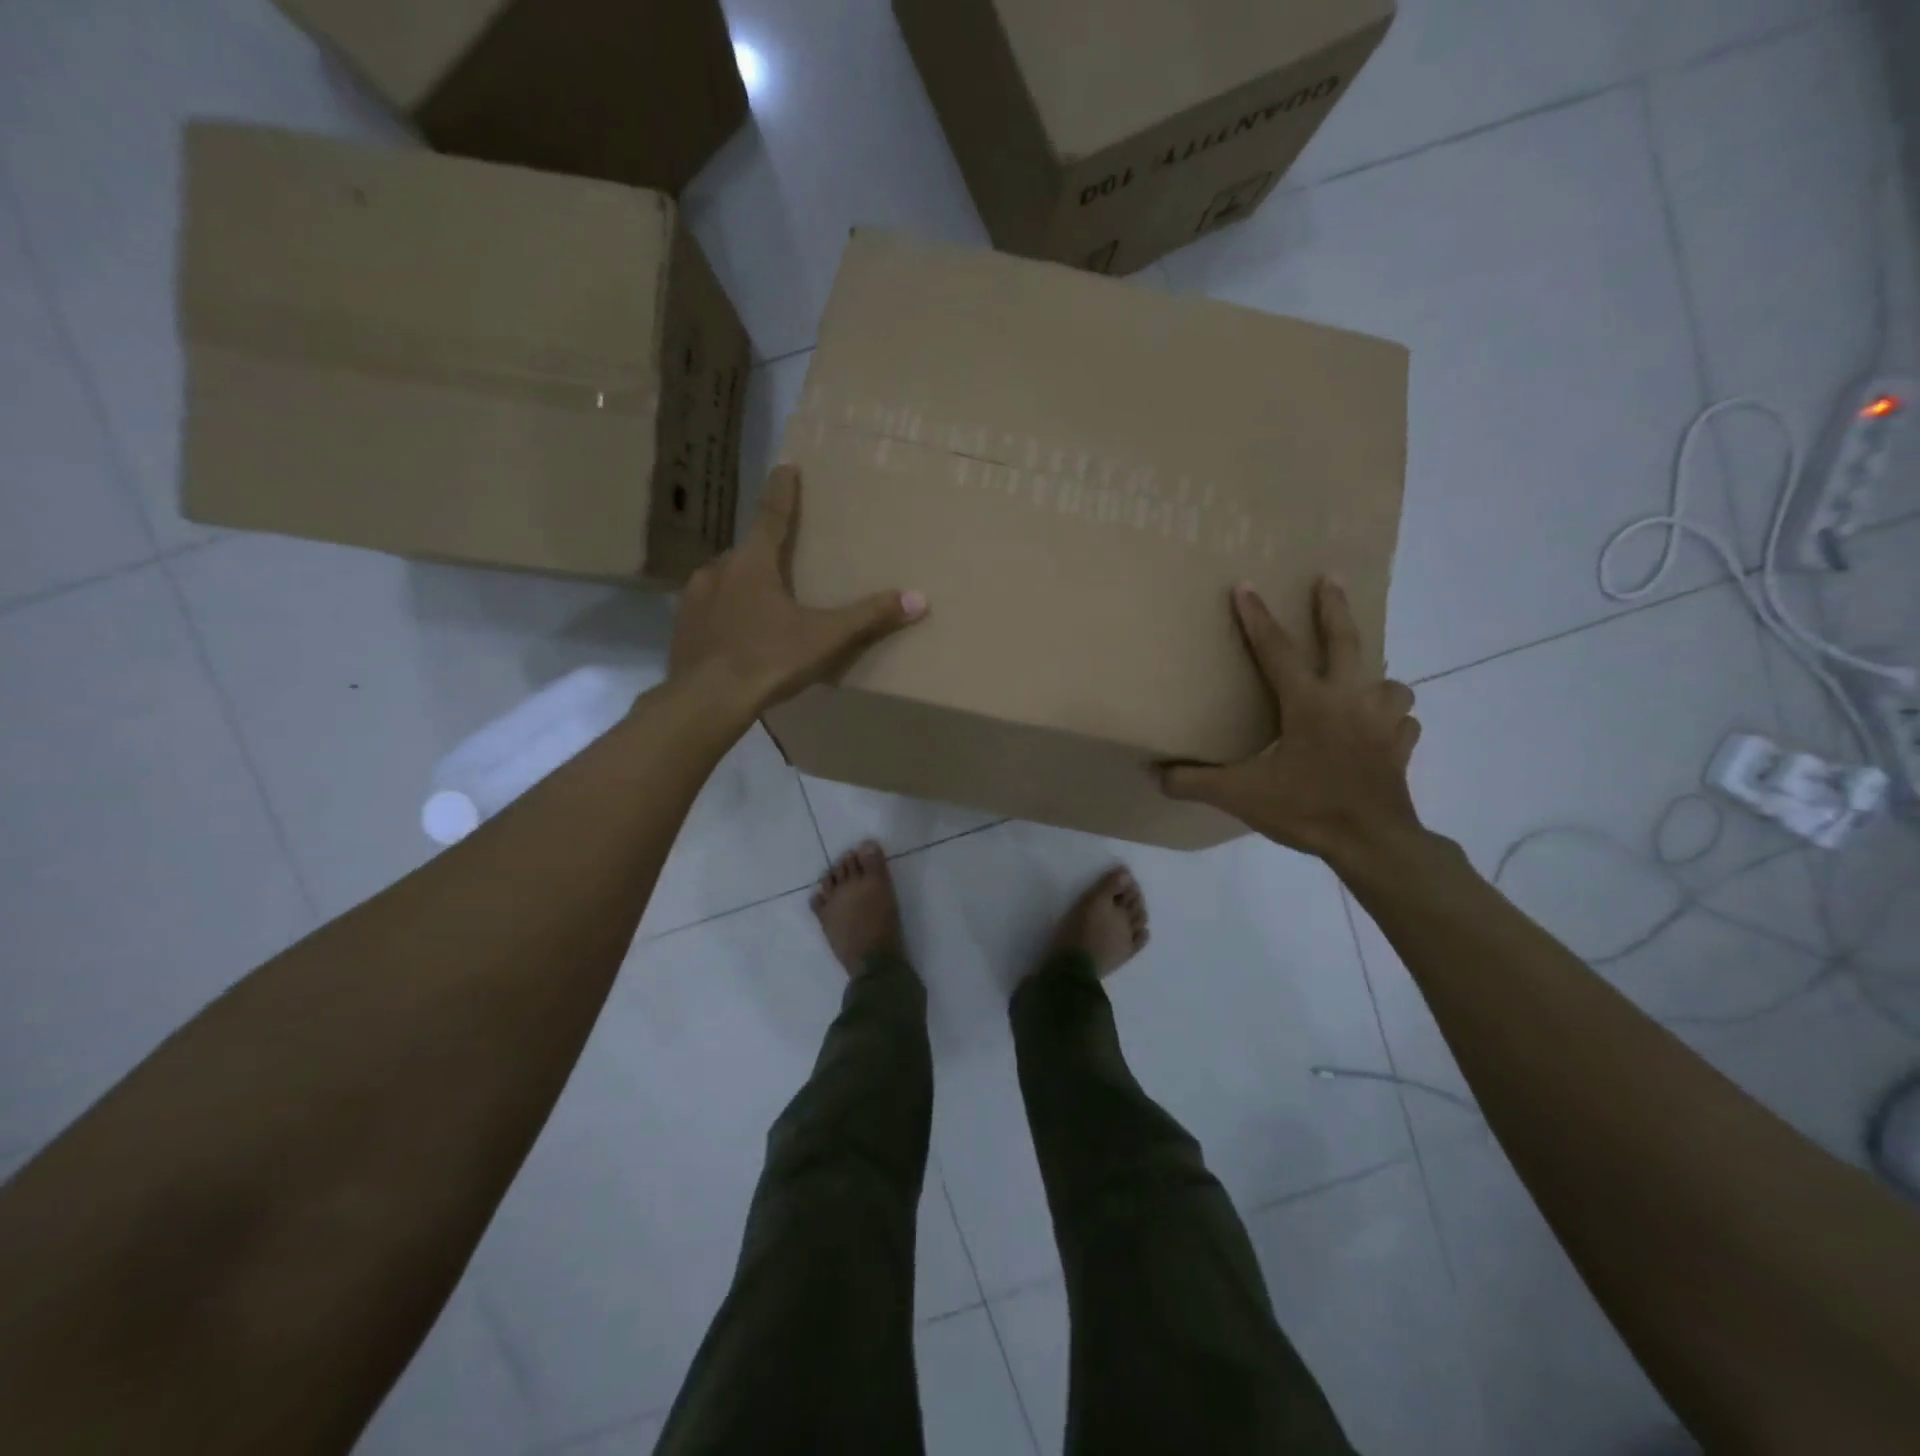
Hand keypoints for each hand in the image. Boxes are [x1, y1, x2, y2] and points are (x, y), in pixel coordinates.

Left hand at [669, 466, 927, 714]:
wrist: (706, 700)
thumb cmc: (768, 659)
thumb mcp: (825, 638)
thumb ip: (869, 617)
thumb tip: (918, 599)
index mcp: (753, 563)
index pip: (771, 515)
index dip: (782, 491)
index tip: (786, 467)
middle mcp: (718, 569)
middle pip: (747, 552)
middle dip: (765, 554)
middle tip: (783, 564)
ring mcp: (694, 597)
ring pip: (724, 580)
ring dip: (742, 585)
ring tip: (761, 607)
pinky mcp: (682, 626)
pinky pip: (708, 609)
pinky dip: (724, 613)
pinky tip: (735, 635)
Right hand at [1163, 578, 1422, 866]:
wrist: (1372, 842)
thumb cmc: (1306, 808)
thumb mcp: (1239, 795)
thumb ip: (1194, 782)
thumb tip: (1156, 774)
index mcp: (1309, 703)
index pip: (1277, 651)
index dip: (1257, 618)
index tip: (1245, 585)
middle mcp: (1350, 701)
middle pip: (1346, 641)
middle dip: (1334, 608)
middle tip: (1331, 578)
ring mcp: (1382, 723)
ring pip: (1390, 683)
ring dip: (1376, 677)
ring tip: (1363, 680)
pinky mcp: (1400, 749)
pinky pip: (1403, 722)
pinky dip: (1393, 719)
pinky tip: (1382, 728)